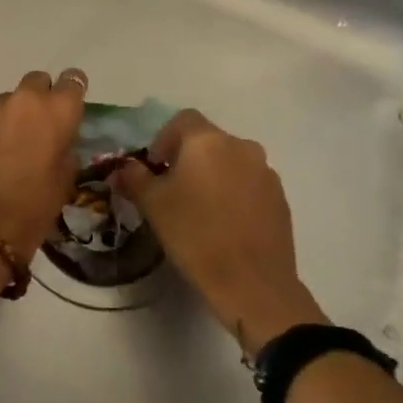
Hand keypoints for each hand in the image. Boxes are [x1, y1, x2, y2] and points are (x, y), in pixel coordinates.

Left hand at [0, 69, 87, 260]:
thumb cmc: (35, 206)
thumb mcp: (66, 178)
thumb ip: (65, 147)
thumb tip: (58, 140)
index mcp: (57, 109)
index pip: (73, 79)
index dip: (71, 92)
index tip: (68, 108)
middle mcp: (24, 99)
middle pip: (36, 81)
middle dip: (39, 98)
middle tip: (37, 127)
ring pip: (7, 101)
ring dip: (11, 116)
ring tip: (7, 147)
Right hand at [114, 110, 327, 355]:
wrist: (252, 282)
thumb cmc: (194, 235)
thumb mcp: (153, 205)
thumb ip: (134, 178)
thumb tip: (123, 168)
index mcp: (208, 141)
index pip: (182, 120)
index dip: (163, 139)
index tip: (154, 168)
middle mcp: (241, 146)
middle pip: (208, 140)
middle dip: (187, 159)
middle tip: (171, 190)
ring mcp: (265, 172)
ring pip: (230, 163)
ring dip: (212, 176)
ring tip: (198, 209)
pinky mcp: (280, 198)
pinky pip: (249, 184)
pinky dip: (233, 194)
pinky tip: (223, 224)